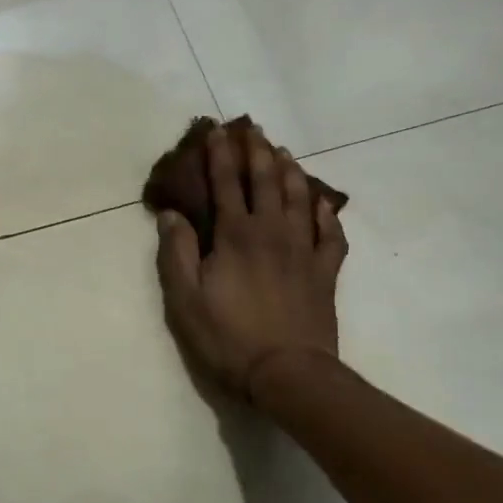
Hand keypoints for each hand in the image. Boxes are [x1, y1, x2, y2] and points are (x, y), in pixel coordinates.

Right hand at [154, 125, 347, 408]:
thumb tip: (171, 214)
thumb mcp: (185, 299)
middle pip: (266, 181)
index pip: (226, 184)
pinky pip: (330, 235)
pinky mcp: (325, 273)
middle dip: (256, 151)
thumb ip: (177, 253)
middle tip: (252, 128)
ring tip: (283, 151)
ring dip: (290, 171)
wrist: (289, 374)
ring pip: (299, 199)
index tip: (216, 130)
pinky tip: (322, 203)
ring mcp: (303, 251)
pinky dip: (327, 214)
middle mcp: (272, 232)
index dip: (220, 155)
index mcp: (236, 236)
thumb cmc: (228, 337)